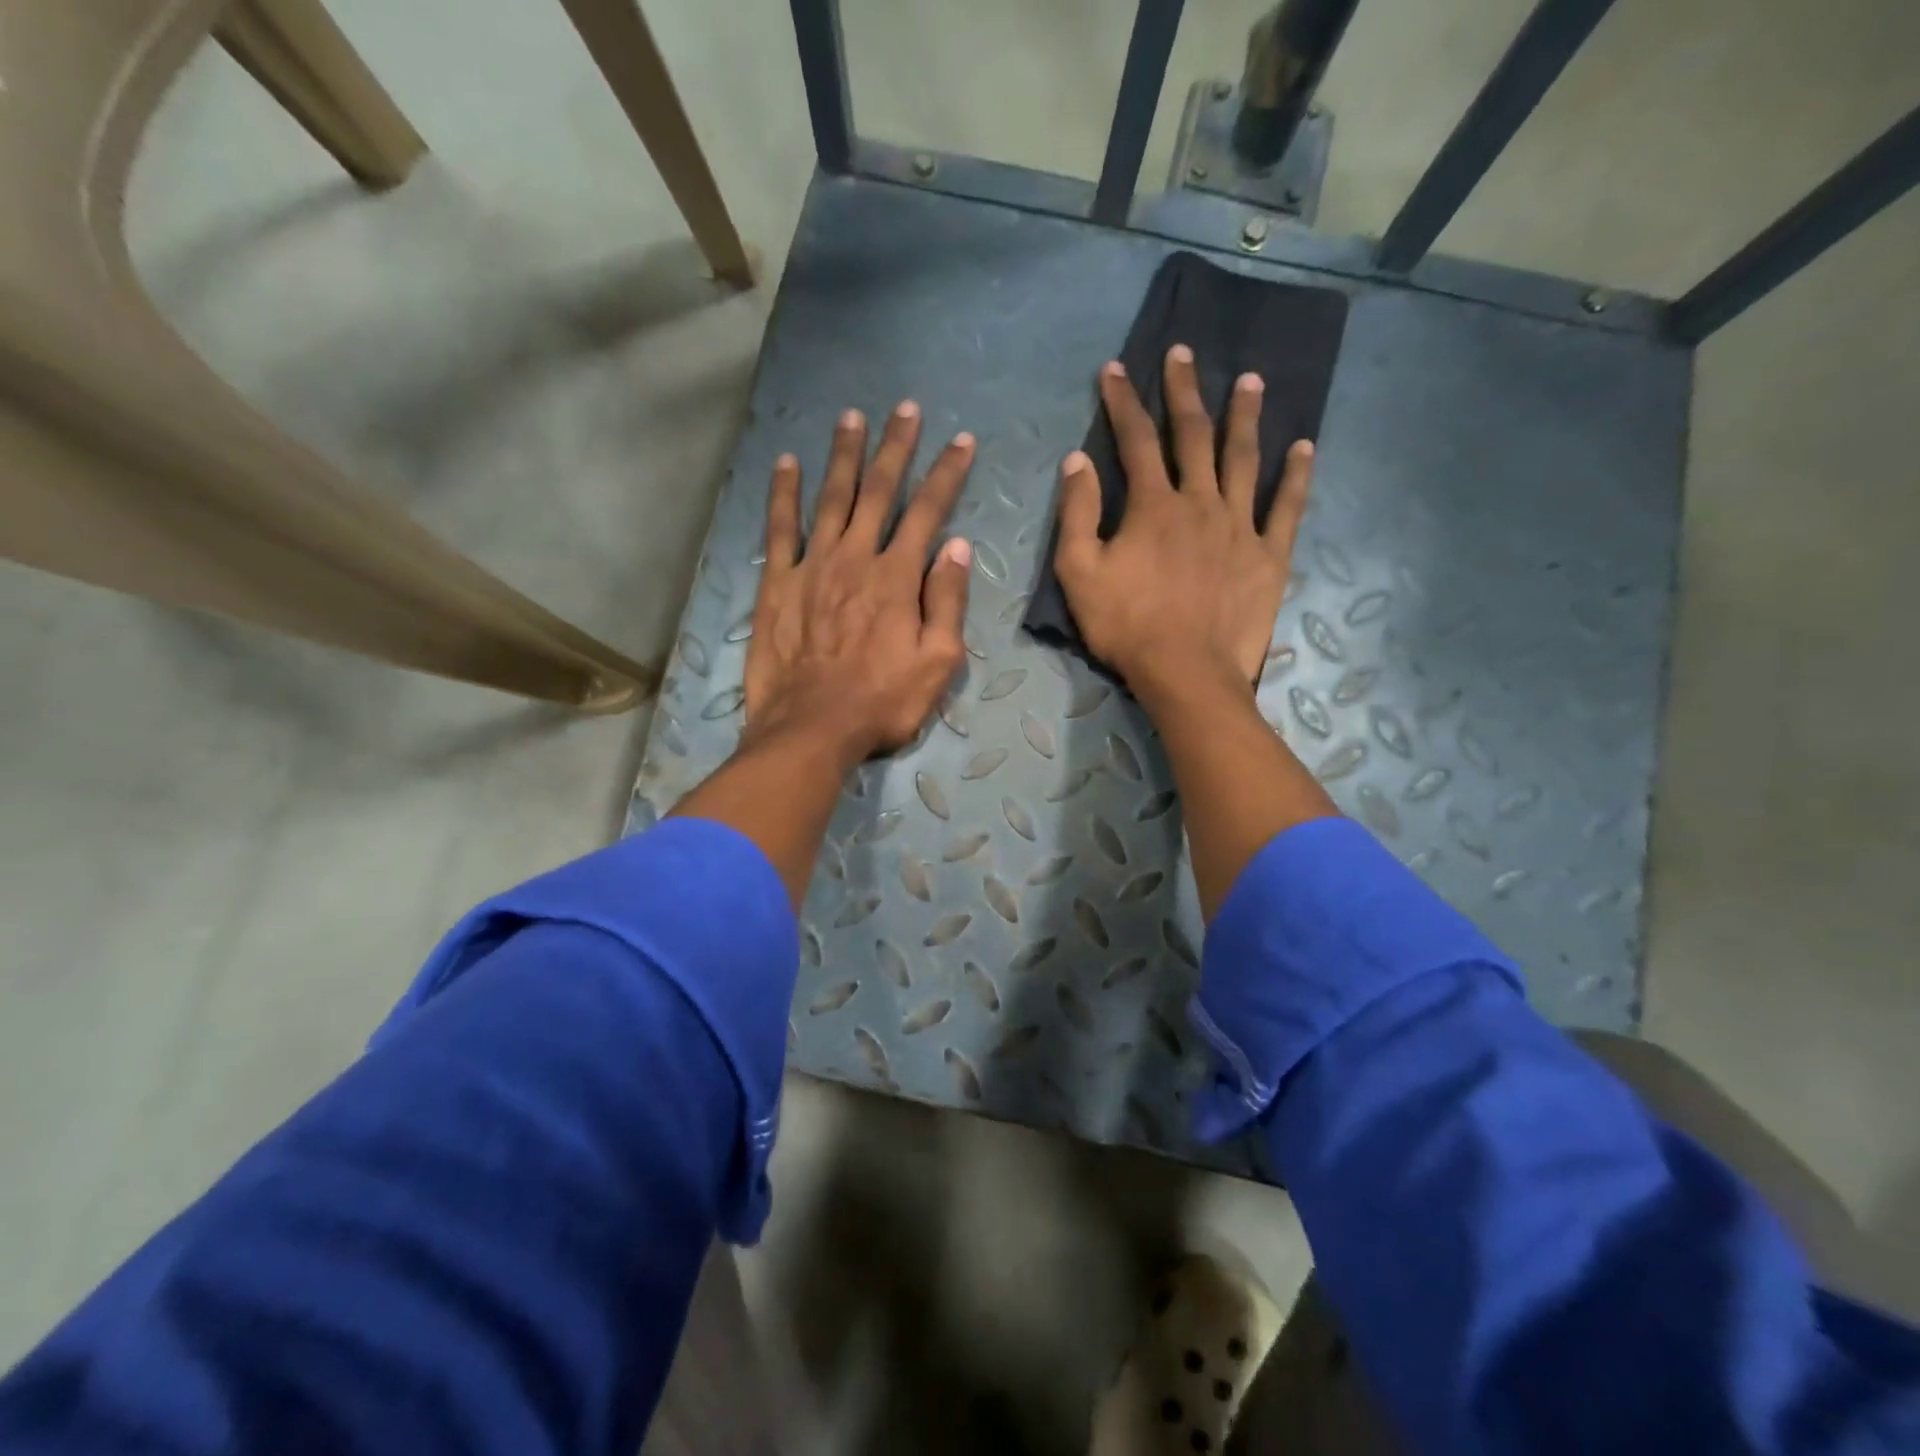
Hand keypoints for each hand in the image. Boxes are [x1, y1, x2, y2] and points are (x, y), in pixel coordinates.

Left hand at [743, 401, 975, 766]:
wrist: (811, 728)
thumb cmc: (882, 702)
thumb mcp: (937, 663)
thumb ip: (947, 602)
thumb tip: (957, 547)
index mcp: (898, 578)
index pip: (928, 512)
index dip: (947, 474)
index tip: (962, 440)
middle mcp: (855, 558)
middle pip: (879, 491)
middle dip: (896, 447)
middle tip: (905, 408)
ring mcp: (812, 566)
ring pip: (831, 498)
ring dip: (843, 455)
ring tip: (851, 417)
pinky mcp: (777, 584)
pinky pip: (780, 528)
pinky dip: (783, 493)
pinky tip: (787, 462)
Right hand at [1053, 345, 1314, 702]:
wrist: (1185, 672)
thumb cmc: (1126, 625)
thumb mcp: (1079, 572)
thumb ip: (1077, 514)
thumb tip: (1078, 461)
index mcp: (1153, 505)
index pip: (1135, 440)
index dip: (1123, 401)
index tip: (1115, 370)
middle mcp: (1199, 501)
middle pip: (1193, 434)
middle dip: (1184, 391)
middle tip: (1184, 353)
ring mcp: (1240, 525)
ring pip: (1244, 458)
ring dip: (1245, 416)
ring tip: (1251, 380)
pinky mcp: (1268, 555)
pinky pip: (1287, 507)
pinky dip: (1296, 475)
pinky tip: (1303, 447)